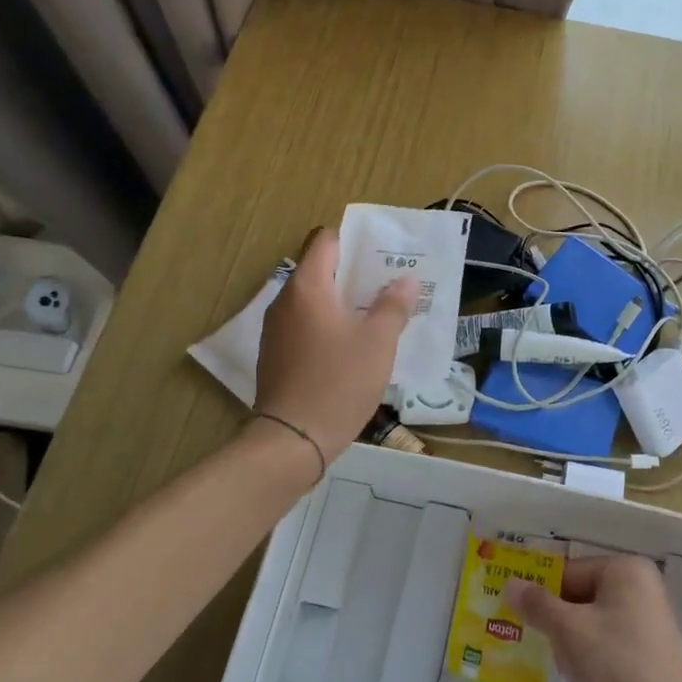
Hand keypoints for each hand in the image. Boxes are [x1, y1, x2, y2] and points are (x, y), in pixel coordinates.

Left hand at [254, 228, 416, 472]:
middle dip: (355, 274)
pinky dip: (327, 326)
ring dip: (342, 302)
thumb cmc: (338, 383)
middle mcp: (285, 301)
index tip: (382, 255)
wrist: (292, 440)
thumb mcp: (377, 343)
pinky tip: (352, 346)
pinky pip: (305, 326)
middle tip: (389, 284)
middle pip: (319, 270)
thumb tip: (406, 280)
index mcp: (307, 287)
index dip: (354, 242)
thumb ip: (392, 306)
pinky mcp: (275, 356)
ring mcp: (276, 330)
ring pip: (313, 301)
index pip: (325, 241)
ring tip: (376, 314)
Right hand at [507, 555, 681, 681]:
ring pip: (595, 621)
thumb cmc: (615, 667)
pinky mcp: (653, 653)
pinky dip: (593, 655)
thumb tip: (511, 584)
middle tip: (538, 643)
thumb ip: (537, 605)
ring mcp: (652, 621)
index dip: (542, 594)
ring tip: (563, 666)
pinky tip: (585, 680)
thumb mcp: (567, 632)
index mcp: (627, 569)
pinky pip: (611, 642)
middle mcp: (644, 587)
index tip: (520, 616)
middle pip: (583, 595)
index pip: (570, 572)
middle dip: (558, 620)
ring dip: (573, 641)